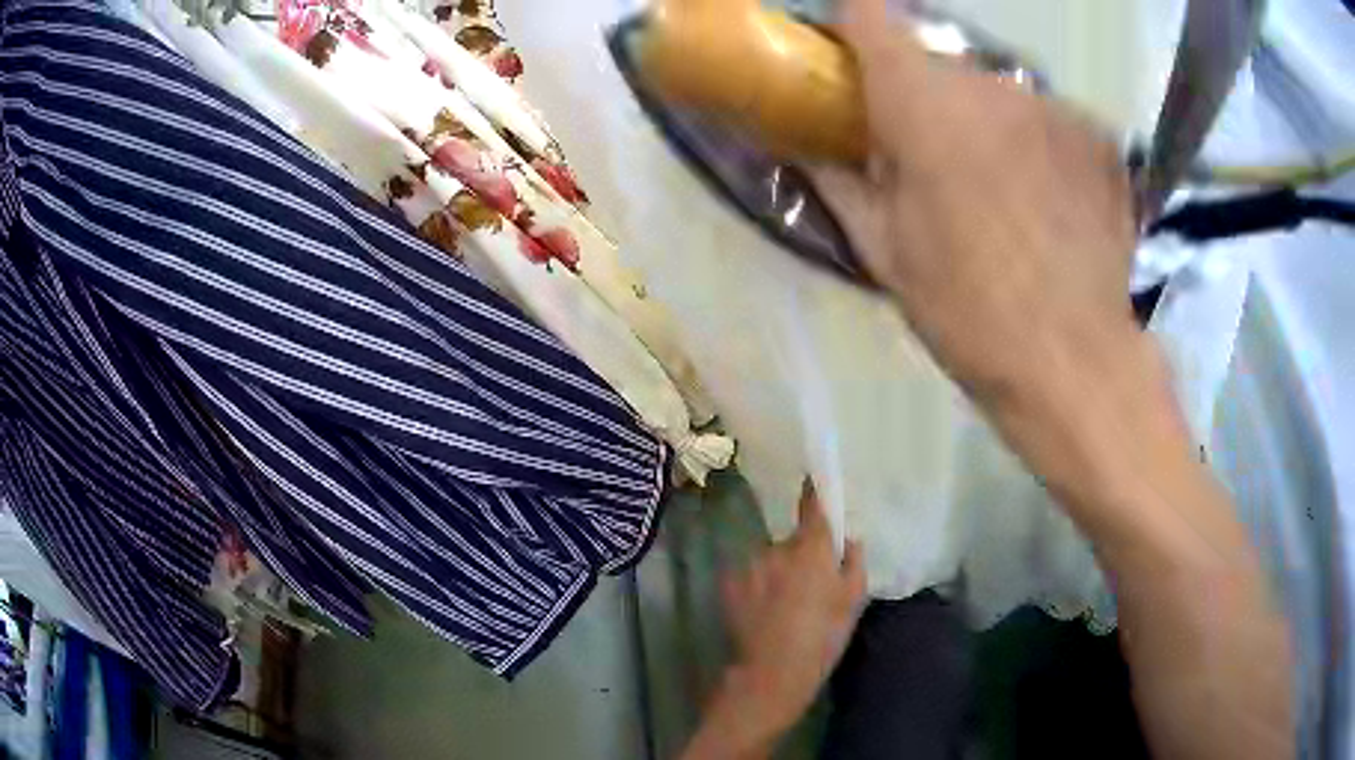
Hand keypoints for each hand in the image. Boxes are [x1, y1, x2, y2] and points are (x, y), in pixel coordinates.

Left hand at [682, 481, 865, 758]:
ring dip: (778, 573)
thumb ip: (854, 562)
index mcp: (811, 550)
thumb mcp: (853, 601)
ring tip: (786, 608)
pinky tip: (765, 613)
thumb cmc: (822, 637)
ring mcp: (749, 566)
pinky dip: (759, 586)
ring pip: (771, 560)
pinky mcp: (730, 584)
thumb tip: (849, 539)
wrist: (773, 672)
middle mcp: (777, 549)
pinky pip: (751, 576)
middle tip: (810, 588)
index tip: (814, 477)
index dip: (815, 491)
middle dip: (802, 556)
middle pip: (793, 542)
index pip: (813, 507)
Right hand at [810, 0, 1140, 417]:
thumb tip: (804, 142)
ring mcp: (1054, 105)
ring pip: (1000, 93)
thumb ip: (839, 178)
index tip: (852, 53)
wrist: (1074, 361)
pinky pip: (1051, 121)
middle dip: (928, 95)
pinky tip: (1052, 202)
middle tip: (934, 157)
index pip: (873, 12)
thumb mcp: (884, 252)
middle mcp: (990, 83)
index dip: (856, 22)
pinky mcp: (1100, 135)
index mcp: (923, 102)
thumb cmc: (968, 312)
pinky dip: (1041, 146)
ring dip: (989, 122)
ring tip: (1002, 190)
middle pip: (943, 61)